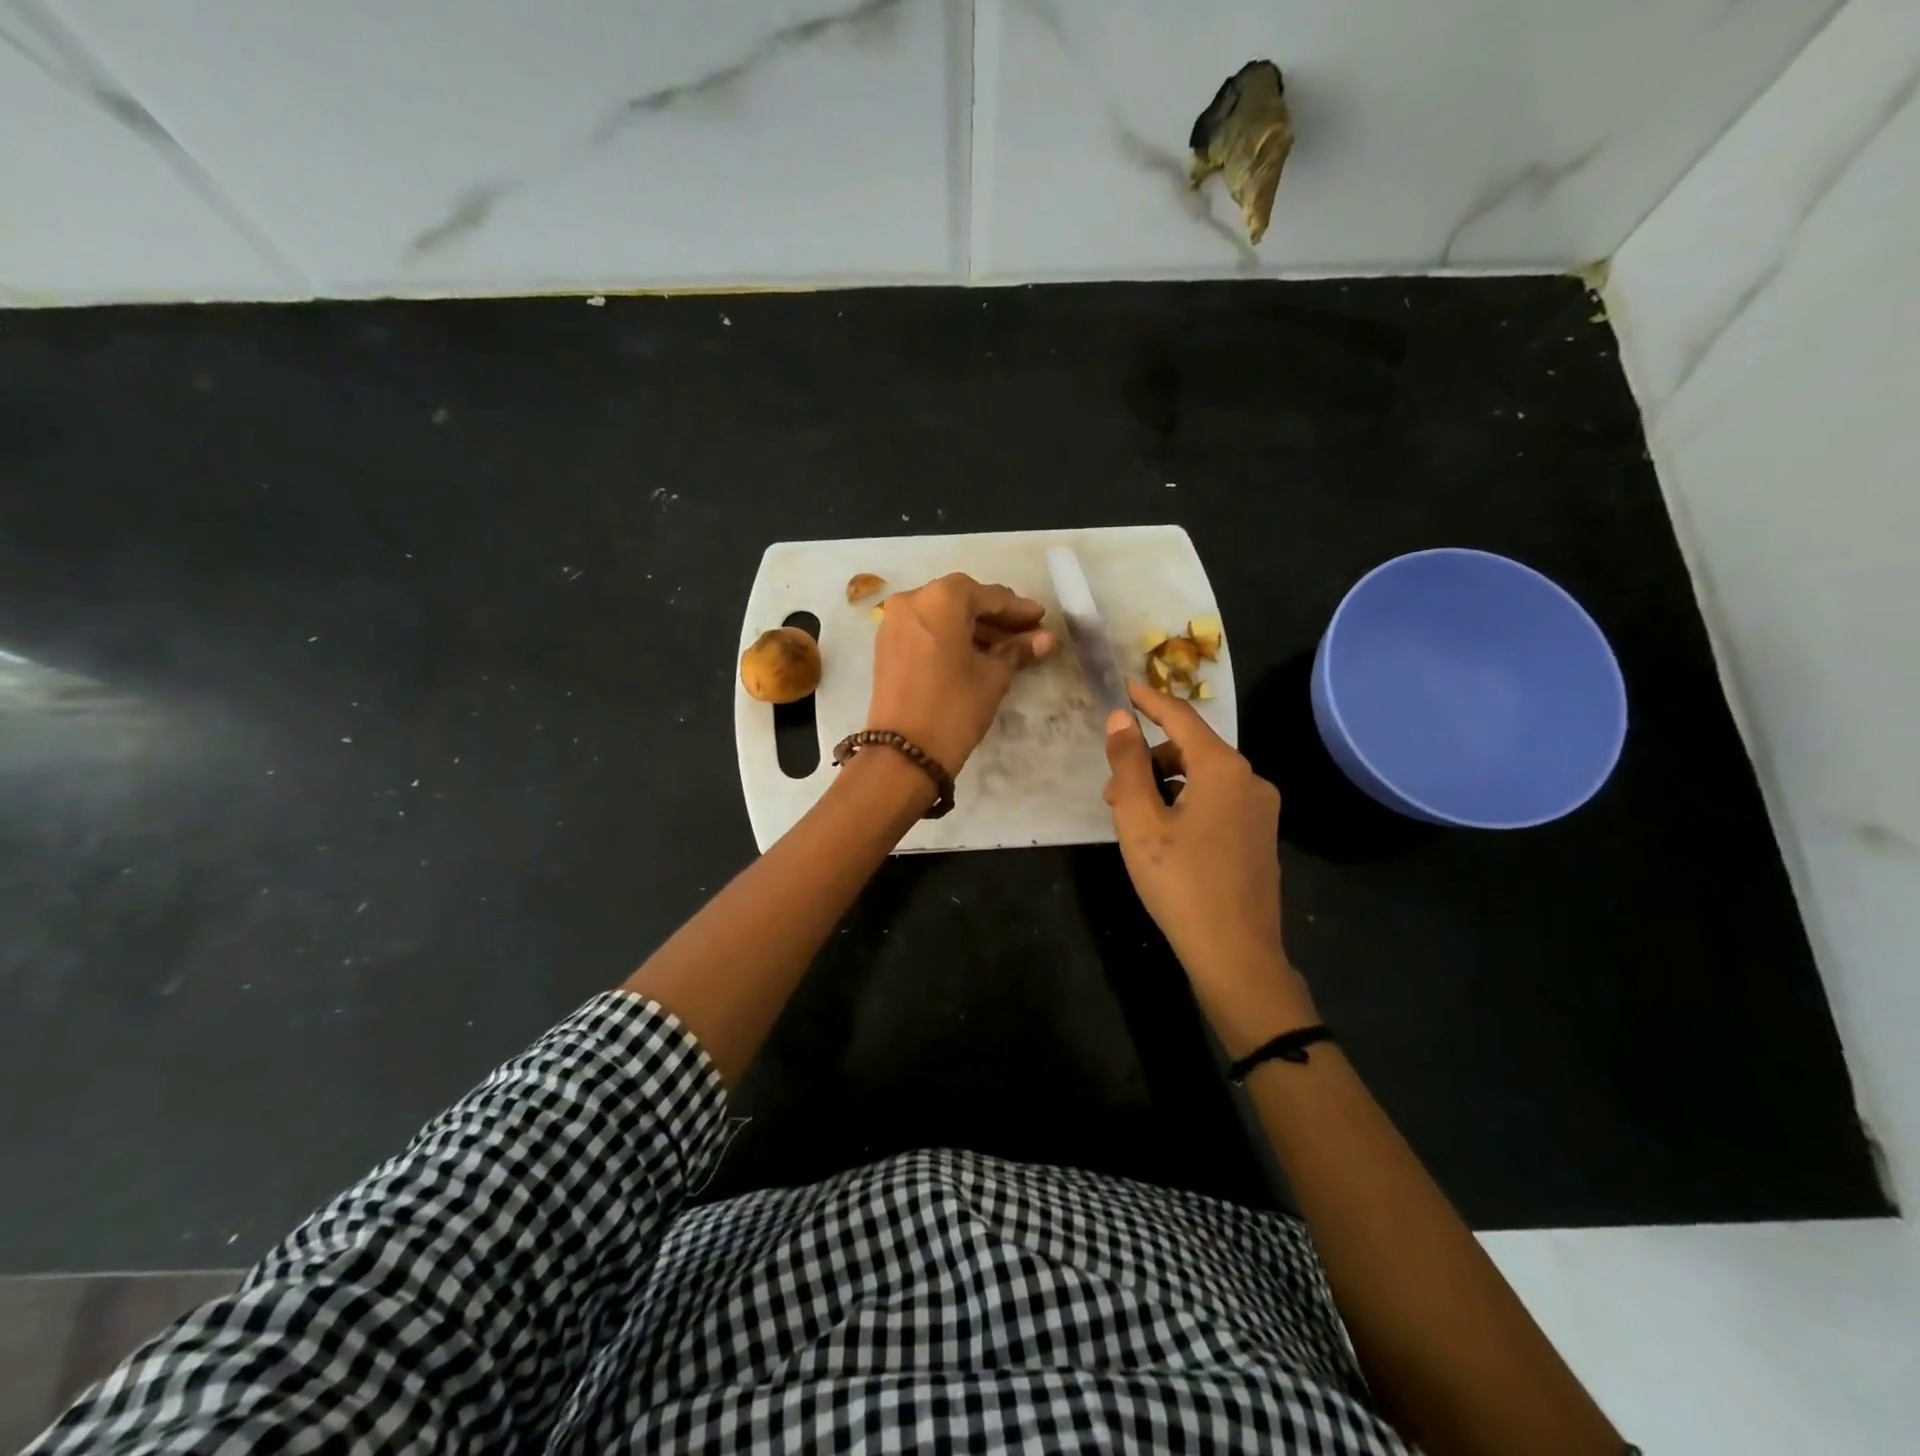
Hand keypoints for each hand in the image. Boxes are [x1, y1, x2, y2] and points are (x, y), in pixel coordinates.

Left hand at [865, 573, 1054, 773]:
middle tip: (1026, 632)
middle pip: (962, 601)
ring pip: (942, 615)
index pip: (989, 596)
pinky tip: (975, 653)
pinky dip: (950, 636)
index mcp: (941, 598)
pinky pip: (925, 630)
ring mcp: (894, 622)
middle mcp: (912, 600)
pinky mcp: (887, 646)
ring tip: (1006, 647)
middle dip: (995, 617)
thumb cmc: (955, 707)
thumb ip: (1018, 650)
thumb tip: (1046, 638)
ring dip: (973, 628)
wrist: (904, 752)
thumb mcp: (993, 676)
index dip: (1018, 609)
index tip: (1041, 618)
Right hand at [1103, 680, 1315, 1039]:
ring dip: (1163, 785)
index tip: (1123, 686)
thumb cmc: (1181, 882)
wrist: (1236, 954)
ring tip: (1131, 820)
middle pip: (1190, 749)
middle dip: (1148, 759)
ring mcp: (1260, 809)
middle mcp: (1250, 779)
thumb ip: (1127, 765)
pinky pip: (1216, 801)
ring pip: (1202, 778)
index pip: (1180, 717)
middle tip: (1111, 791)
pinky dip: (1184, 803)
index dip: (1148, 700)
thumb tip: (1120, 718)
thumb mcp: (1140, 821)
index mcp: (1223, 768)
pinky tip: (1162, 836)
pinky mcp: (1259, 836)